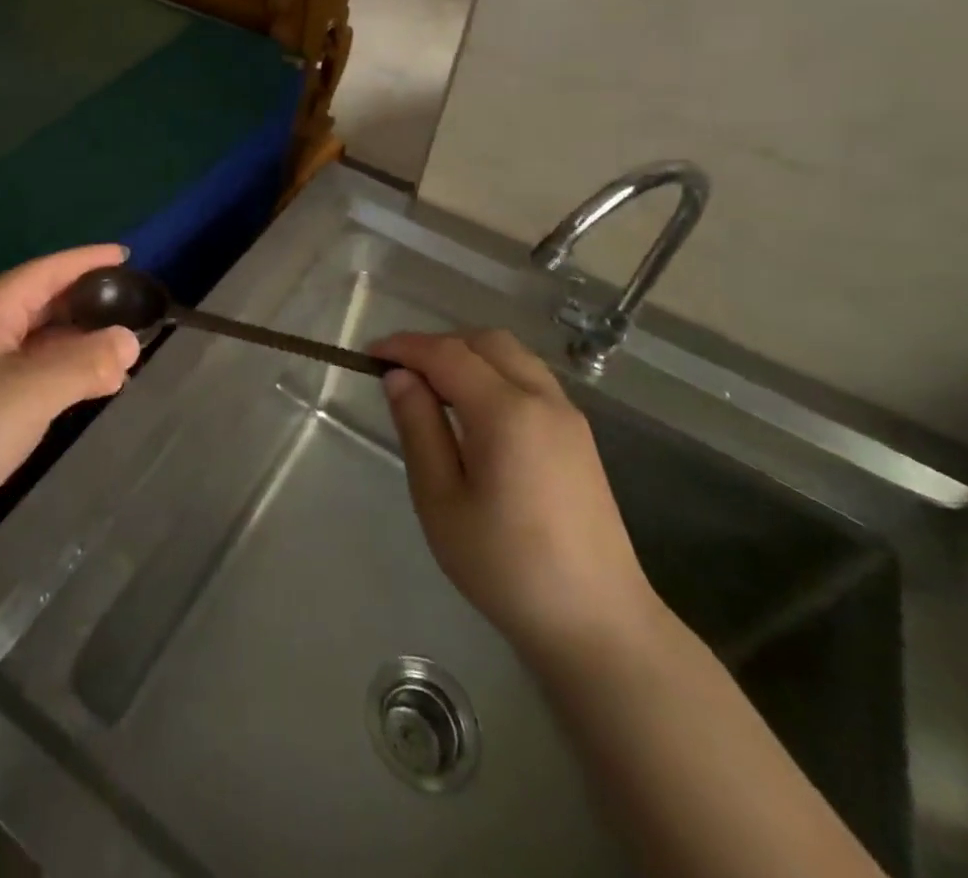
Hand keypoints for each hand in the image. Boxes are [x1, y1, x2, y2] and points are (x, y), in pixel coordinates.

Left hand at [0, 246, 141, 538]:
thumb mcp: (30, 390)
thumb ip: (84, 363)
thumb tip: (131, 341)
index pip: (44, 272)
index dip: (85, 260)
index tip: (126, 256)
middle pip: (42, 303)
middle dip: (86, 300)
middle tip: (132, 303)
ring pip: (40, 341)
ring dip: (79, 341)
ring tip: (122, 346)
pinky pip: (34, 372)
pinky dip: (66, 372)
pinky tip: (91, 384)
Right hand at [371, 329, 663, 663]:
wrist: (599, 625)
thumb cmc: (506, 567)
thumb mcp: (441, 500)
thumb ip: (418, 428)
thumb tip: (399, 377)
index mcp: (507, 412)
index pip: (447, 354)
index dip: (405, 347)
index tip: (369, 355)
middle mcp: (543, 400)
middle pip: (485, 342)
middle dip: (438, 344)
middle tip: (401, 372)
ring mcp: (568, 417)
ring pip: (512, 356)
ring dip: (468, 356)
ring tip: (432, 388)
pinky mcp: (579, 437)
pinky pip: (530, 379)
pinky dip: (494, 374)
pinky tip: (473, 411)